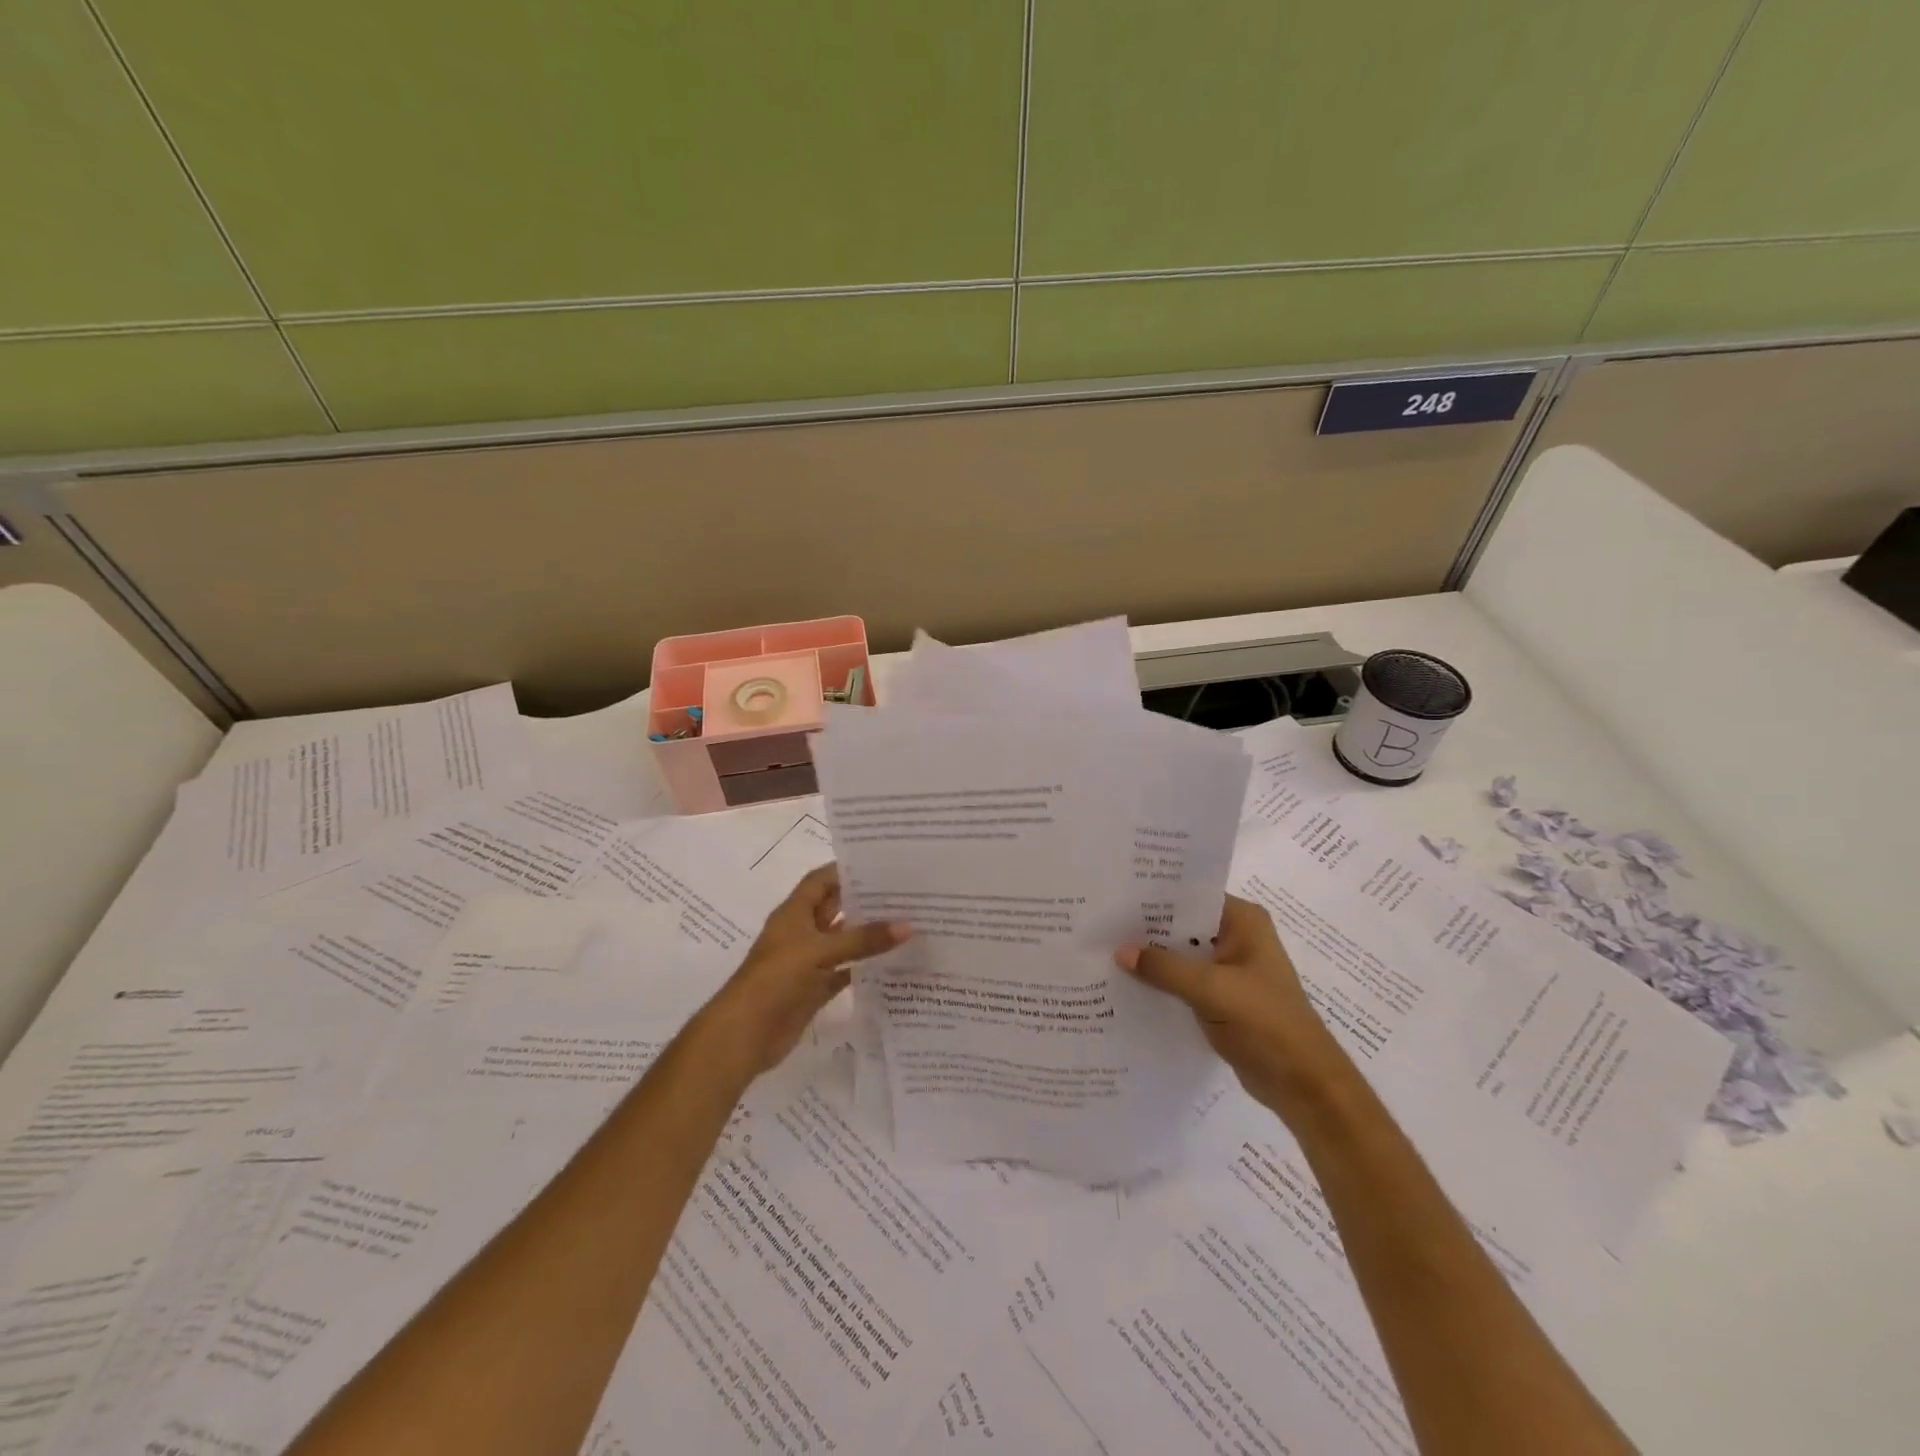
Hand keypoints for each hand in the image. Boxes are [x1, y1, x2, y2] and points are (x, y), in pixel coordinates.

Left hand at [701, 864, 908, 1077]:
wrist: (744, 1034)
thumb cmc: (775, 979)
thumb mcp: (820, 951)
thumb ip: (863, 939)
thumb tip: (908, 925)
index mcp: (794, 913)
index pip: (821, 881)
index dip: (845, 869)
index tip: (881, 864)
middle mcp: (801, 933)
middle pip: (836, 909)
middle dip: (864, 901)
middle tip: (905, 892)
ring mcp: (808, 962)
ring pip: (843, 941)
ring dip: (868, 935)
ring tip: (907, 923)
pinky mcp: (814, 989)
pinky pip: (844, 972)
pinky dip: (865, 968)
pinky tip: (893, 964)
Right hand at [1117, 895, 1353, 1117]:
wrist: (1303, 1084)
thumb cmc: (1266, 1023)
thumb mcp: (1212, 989)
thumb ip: (1165, 967)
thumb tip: (1120, 951)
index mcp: (1243, 921)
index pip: (1191, 895)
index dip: (1154, 895)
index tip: (1115, 895)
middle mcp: (1236, 937)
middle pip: (1183, 924)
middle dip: (1146, 927)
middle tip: (1101, 923)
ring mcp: (1228, 969)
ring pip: (1180, 954)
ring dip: (1151, 957)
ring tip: (1104, 949)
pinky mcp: (1220, 997)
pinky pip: (1183, 981)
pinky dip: (1160, 982)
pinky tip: (1126, 983)